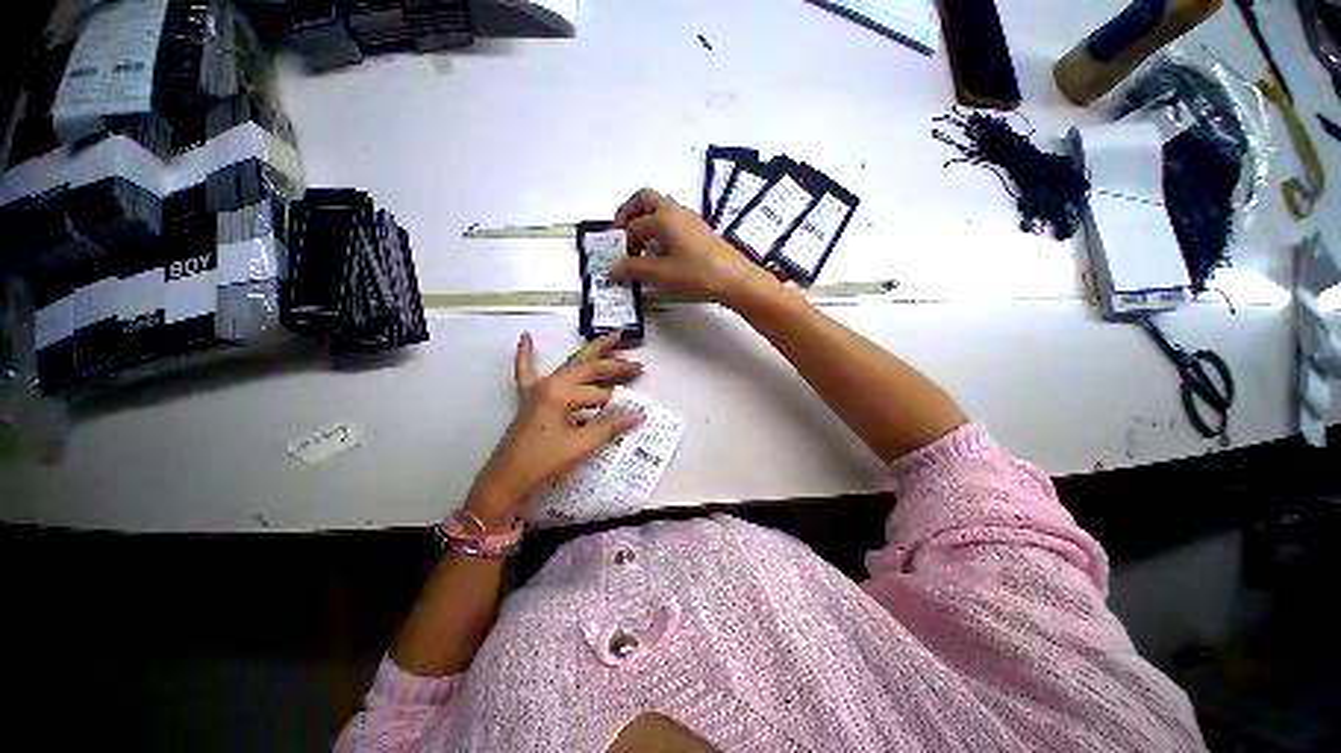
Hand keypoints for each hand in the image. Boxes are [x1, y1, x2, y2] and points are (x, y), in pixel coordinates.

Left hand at [466, 332, 644, 527]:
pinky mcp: (528, 398)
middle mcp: (549, 383)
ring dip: (591, 356)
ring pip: (569, 365)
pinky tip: (525, 336)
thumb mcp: (580, 445)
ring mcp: (536, 388)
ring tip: (612, 343)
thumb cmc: (543, 462)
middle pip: (587, 367)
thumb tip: (640, 415)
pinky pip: (525, 371)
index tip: (637, 396)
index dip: (619, 395)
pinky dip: (525, 354)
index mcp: (560, 392)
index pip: (598, 390)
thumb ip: (610, 427)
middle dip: (613, 364)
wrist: (506, 481)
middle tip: (637, 364)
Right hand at [610, 188, 775, 307]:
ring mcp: (688, 219)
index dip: (622, 243)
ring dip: (645, 223)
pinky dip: (659, 231)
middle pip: (645, 200)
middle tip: (621, 235)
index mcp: (663, 216)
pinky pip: (672, 222)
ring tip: (639, 248)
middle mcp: (675, 211)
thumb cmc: (696, 272)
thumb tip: (611, 269)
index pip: (633, 225)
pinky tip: (660, 253)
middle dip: (629, 214)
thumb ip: (634, 269)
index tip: (618, 262)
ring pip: (660, 210)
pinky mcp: (698, 231)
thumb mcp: (661, 273)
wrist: (735, 278)